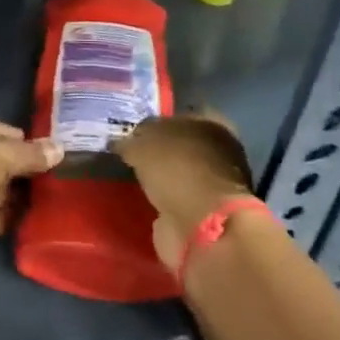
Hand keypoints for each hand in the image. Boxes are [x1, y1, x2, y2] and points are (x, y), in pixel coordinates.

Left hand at [0, 115, 62, 267]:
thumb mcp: (0, 154)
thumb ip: (30, 153)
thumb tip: (59, 149)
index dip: (21, 139)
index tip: (49, 152)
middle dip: (21, 169)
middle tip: (56, 177)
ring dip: (16, 195)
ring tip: (52, 198)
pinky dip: (8, 216)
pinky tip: (34, 219)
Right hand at [112, 112, 255, 267]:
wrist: (201, 225)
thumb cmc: (176, 170)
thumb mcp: (141, 145)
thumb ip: (130, 141)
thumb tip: (120, 143)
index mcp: (210, 122)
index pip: (176, 115)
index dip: (152, 122)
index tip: (130, 132)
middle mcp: (218, 149)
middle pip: (179, 144)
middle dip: (156, 151)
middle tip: (127, 155)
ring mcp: (215, 182)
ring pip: (178, 172)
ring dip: (160, 176)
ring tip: (131, 177)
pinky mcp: (207, 211)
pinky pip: (177, 197)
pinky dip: (163, 199)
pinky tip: (142, 198)